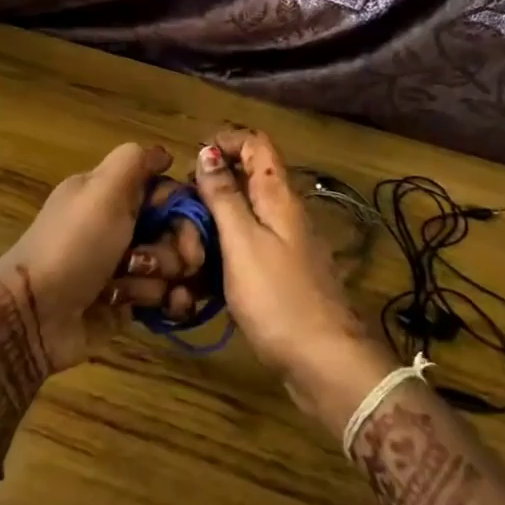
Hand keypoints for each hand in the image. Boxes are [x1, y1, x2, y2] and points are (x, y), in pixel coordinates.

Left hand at [0, 142, 193, 373]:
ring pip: (173, 266)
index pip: (167, 192)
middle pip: (176, 231)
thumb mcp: (101, 190)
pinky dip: (166, 302)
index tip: (185, 226)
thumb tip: (164, 153)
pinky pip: (165, 296)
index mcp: (111, 194)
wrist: (36, 315)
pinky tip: (163, 309)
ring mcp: (124, 265)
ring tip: (128, 288)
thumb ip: (135, 162)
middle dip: (176, 250)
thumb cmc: (73, 246)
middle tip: (160, 264)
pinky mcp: (127, 301)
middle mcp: (119, 225)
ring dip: (159, 278)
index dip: (183, 209)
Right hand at [192, 128, 395, 428]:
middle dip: (210, 187)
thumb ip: (224, 196)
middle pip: (245, 179)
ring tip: (183, 246)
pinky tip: (199, 277)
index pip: (256, 144)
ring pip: (241, 216)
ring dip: (211, 224)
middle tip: (179, 212)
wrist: (325, 363)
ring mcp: (283, 245)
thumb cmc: (279, 298)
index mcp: (278, 196)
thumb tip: (208, 150)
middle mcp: (283, 213)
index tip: (192, 162)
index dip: (225, 142)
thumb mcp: (242, 242)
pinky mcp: (278, 274)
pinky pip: (245, 248)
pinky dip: (221, 253)